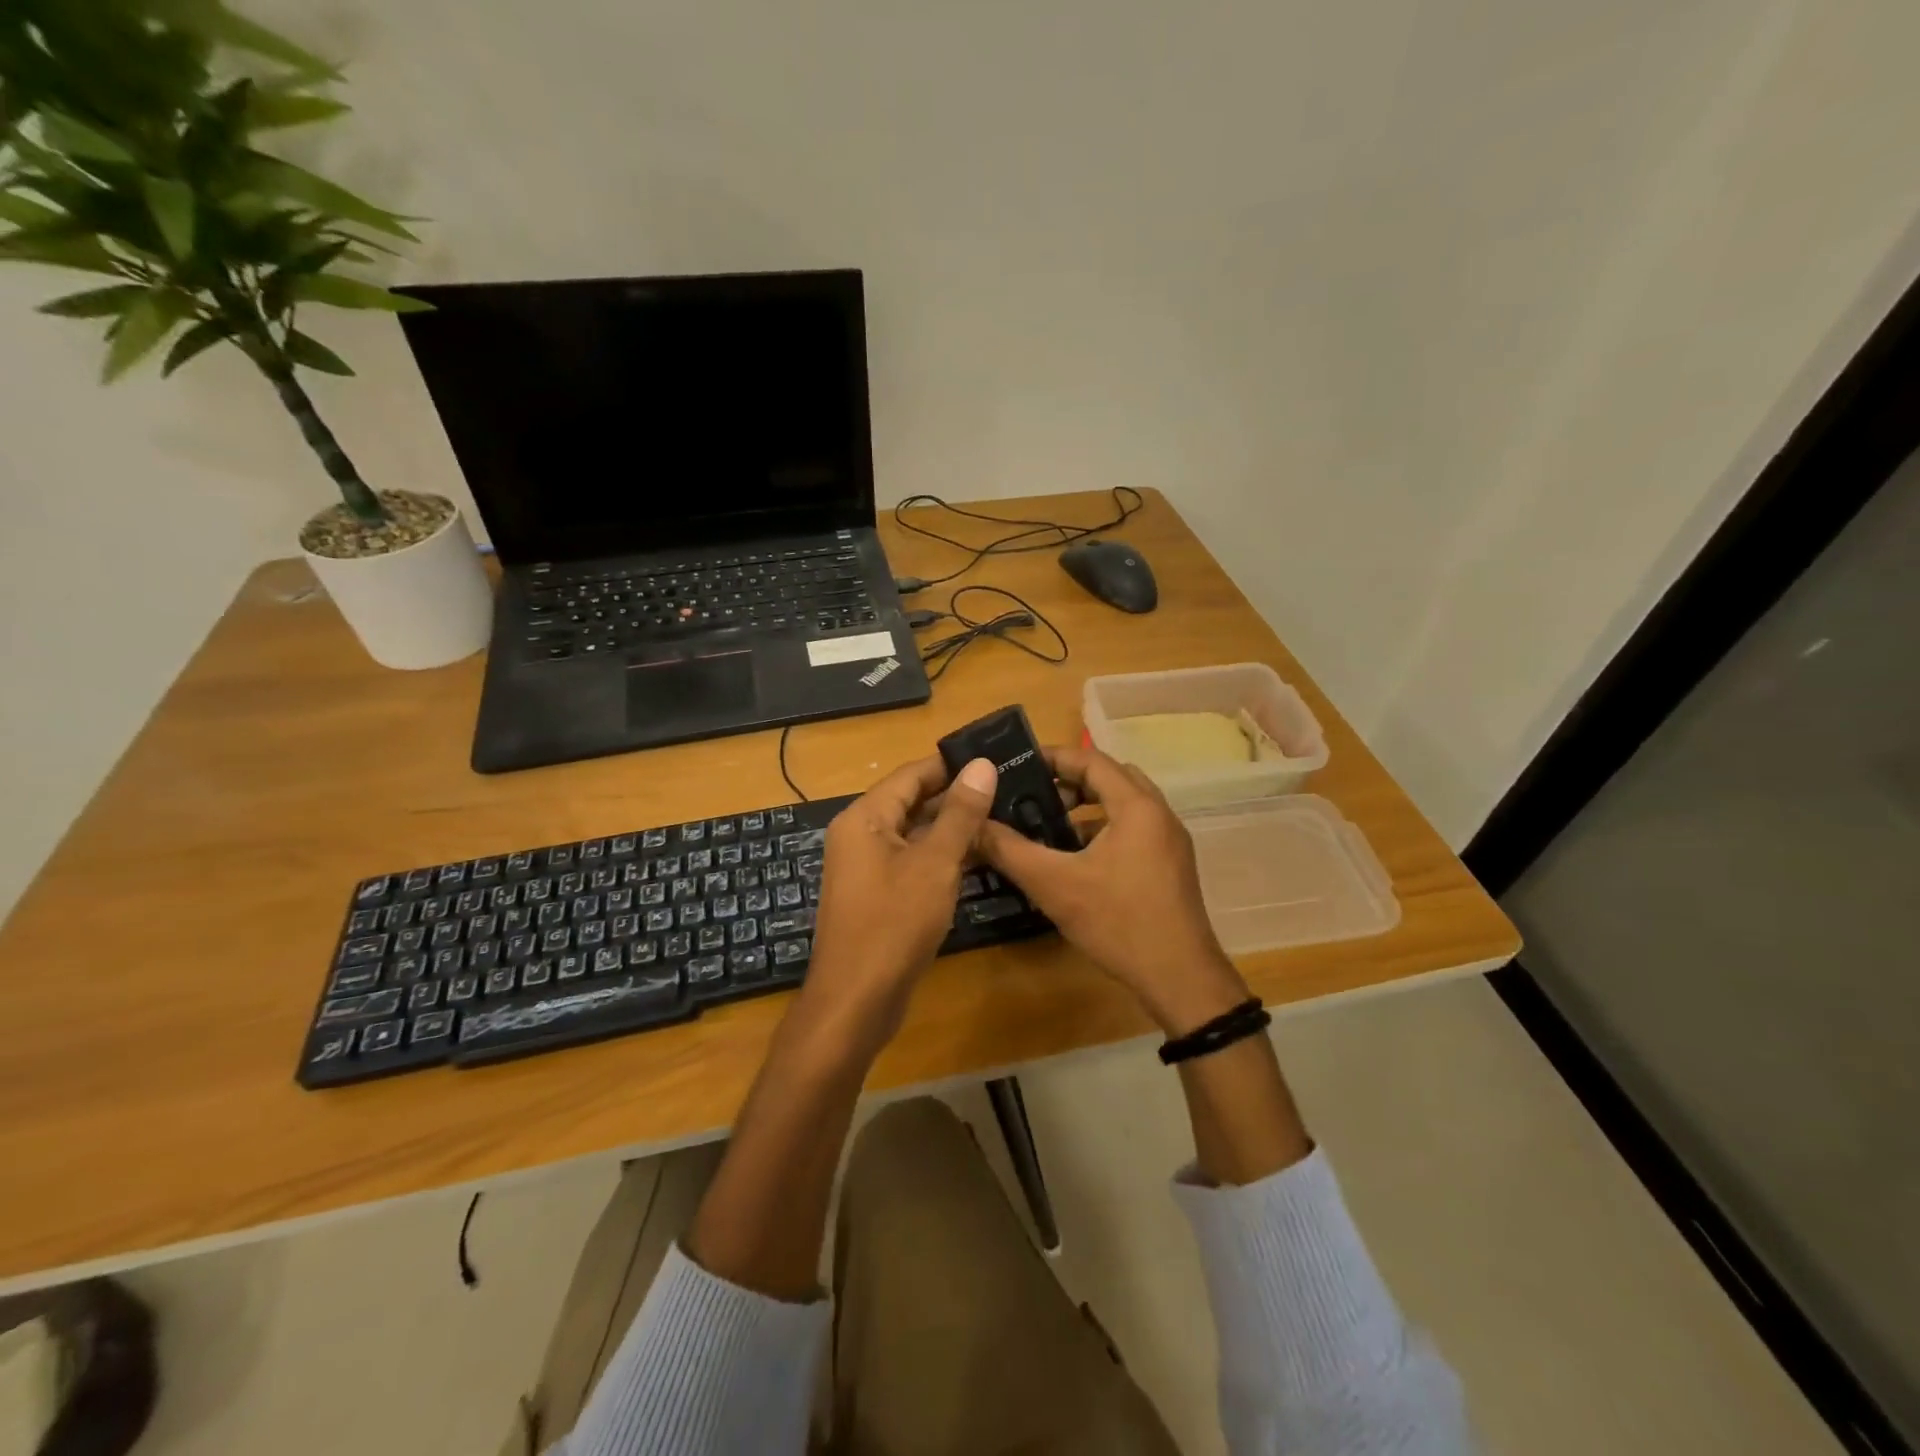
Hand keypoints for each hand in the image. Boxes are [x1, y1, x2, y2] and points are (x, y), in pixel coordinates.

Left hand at [801, 754, 998, 1052]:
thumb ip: (960, 813)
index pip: (912, 774)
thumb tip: (981, 765)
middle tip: (1008, 785)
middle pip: (912, 802)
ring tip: (1004, 815)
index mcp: (864, 817)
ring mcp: (868, 867)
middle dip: (957, 795)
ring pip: (916, 834)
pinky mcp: (879, 894)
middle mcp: (861, 835)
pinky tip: (981, 856)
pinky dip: (943, 856)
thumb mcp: (934, 864)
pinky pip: (913, 861)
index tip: (994, 755)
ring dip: (953, 827)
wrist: (856, 1001)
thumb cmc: (893, 924)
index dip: (951, 763)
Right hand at [977, 745, 1248, 1035]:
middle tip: (1031, 793)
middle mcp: (1159, 814)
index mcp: (1137, 806)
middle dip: (1070, 781)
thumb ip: (1010, 850)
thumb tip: (972, 825)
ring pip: (1124, 806)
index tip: (1018, 763)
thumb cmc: (1118, 922)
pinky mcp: (1171, 866)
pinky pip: (1133, 830)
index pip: (1091, 761)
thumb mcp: (1054, 884)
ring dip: (1088, 807)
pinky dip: (1103, 830)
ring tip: (1048, 824)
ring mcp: (1170, 841)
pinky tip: (1076, 859)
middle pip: (1111, 778)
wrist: (1180, 978)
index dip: (1053, 757)